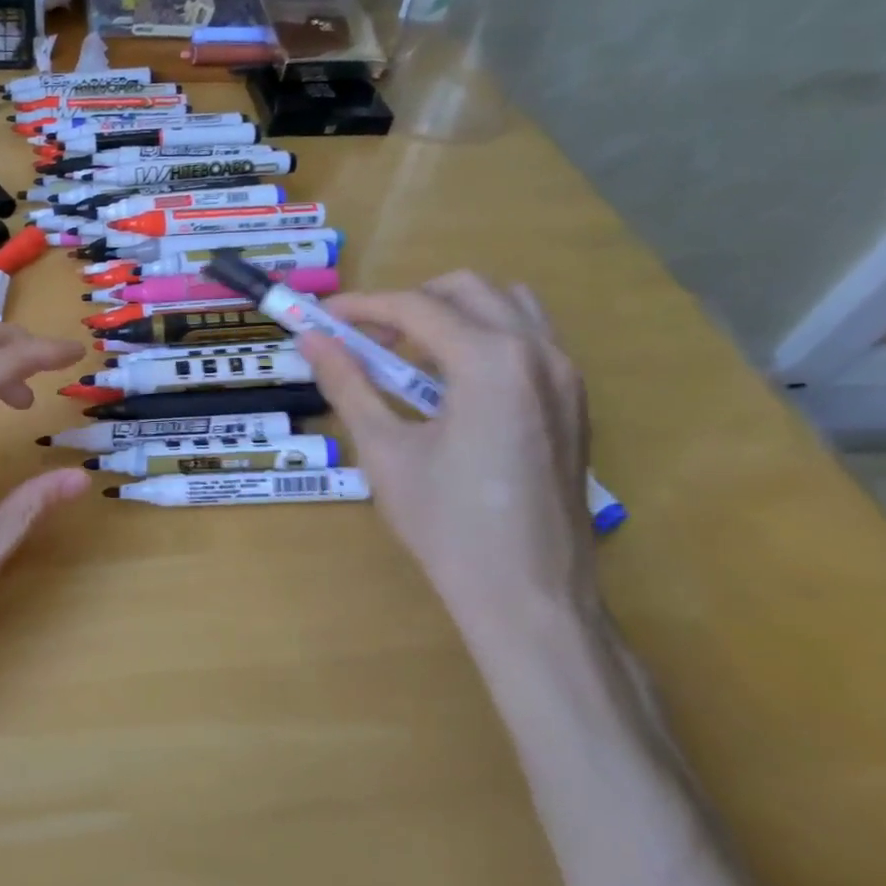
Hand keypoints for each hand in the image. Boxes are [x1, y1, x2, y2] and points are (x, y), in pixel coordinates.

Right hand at [296, 274, 597, 643]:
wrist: (530, 596)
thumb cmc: (448, 526)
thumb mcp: (385, 451)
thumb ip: (348, 385)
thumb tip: (310, 341)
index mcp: (490, 362)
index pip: (415, 307)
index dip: (362, 306)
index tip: (323, 317)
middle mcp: (538, 352)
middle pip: (466, 289)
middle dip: (409, 303)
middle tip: (366, 339)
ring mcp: (566, 376)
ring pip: (507, 305)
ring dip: (453, 312)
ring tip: (411, 353)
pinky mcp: (576, 401)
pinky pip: (531, 339)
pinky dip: (487, 336)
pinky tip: (455, 382)